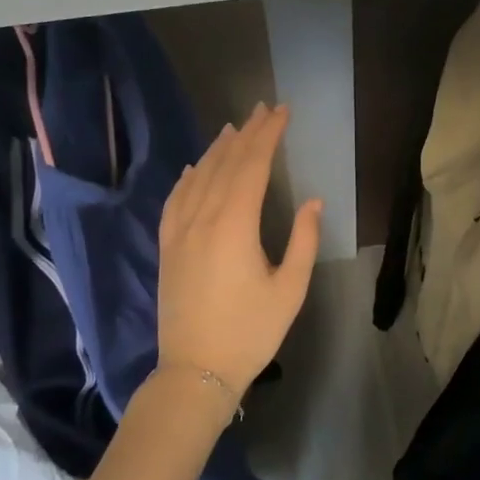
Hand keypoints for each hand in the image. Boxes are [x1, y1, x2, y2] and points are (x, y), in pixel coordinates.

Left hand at [154, 103, 321, 420]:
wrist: (195, 371)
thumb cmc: (251, 332)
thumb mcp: (290, 289)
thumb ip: (304, 240)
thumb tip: (313, 201)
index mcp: (235, 225)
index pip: (252, 166)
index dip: (268, 135)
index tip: (282, 112)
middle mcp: (202, 219)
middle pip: (224, 164)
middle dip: (246, 134)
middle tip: (263, 109)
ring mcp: (179, 232)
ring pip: (198, 177)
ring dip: (217, 149)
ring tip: (233, 128)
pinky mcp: (167, 248)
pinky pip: (175, 200)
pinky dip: (186, 178)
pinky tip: (192, 168)